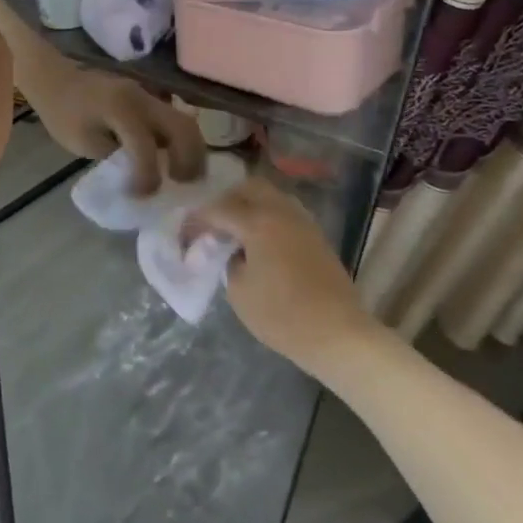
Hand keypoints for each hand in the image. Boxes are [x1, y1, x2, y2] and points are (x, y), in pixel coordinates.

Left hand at [23, 64, 206, 195]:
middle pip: (184, 129)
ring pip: (186, 122)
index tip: (142, 196)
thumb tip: (142, 175)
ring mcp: (150, 95)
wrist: (55, 78)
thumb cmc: (62, 112)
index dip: (147, 178)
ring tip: (184, 176)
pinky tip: (175, 159)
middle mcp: (144, 99)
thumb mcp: (82, 143)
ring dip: (192, 151)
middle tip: (183, 185)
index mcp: (121, 110)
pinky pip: (175, 119)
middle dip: (189, 161)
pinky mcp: (150, 97)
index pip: (145, 148)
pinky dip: (181, 140)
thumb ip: (115, 158)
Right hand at [190, 177, 363, 368]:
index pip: (218, 209)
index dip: (197, 220)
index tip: (184, 234)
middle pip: (249, 188)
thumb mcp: (239, 292)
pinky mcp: (316, 236)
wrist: (338, 334)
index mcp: (258, 222)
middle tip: (213, 226)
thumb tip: (233, 251)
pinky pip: (285, 212)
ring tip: (236, 232)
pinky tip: (259, 242)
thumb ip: (229, 261)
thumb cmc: (282, 315)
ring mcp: (303, 222)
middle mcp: (281, 212)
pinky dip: (267, 217)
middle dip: (226, 201)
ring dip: (249, 206)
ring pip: (271, 197)